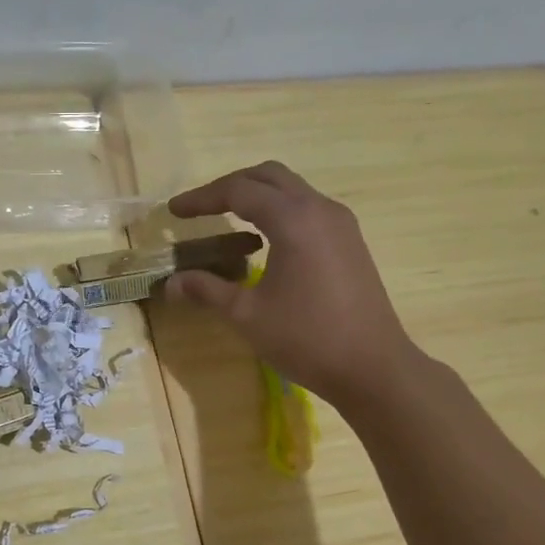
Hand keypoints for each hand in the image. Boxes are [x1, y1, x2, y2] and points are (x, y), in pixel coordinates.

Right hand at [164, 162, 415, 402]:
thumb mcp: (247, 315)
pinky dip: (278, 213)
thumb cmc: (306, 339)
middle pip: (269, 177)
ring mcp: (340, 224)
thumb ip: (207, 290)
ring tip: (227, 222)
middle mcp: (320, 209)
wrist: (372, 367)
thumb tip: (171, 282)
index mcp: (294, 220)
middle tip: (200, 208)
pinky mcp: (350, 242)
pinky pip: (307, 210)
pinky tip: (263, 244)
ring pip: (292, 190)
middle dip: (230, 187)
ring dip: (257, 198)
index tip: (174, 211)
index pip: (239, 191)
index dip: (202, 198)